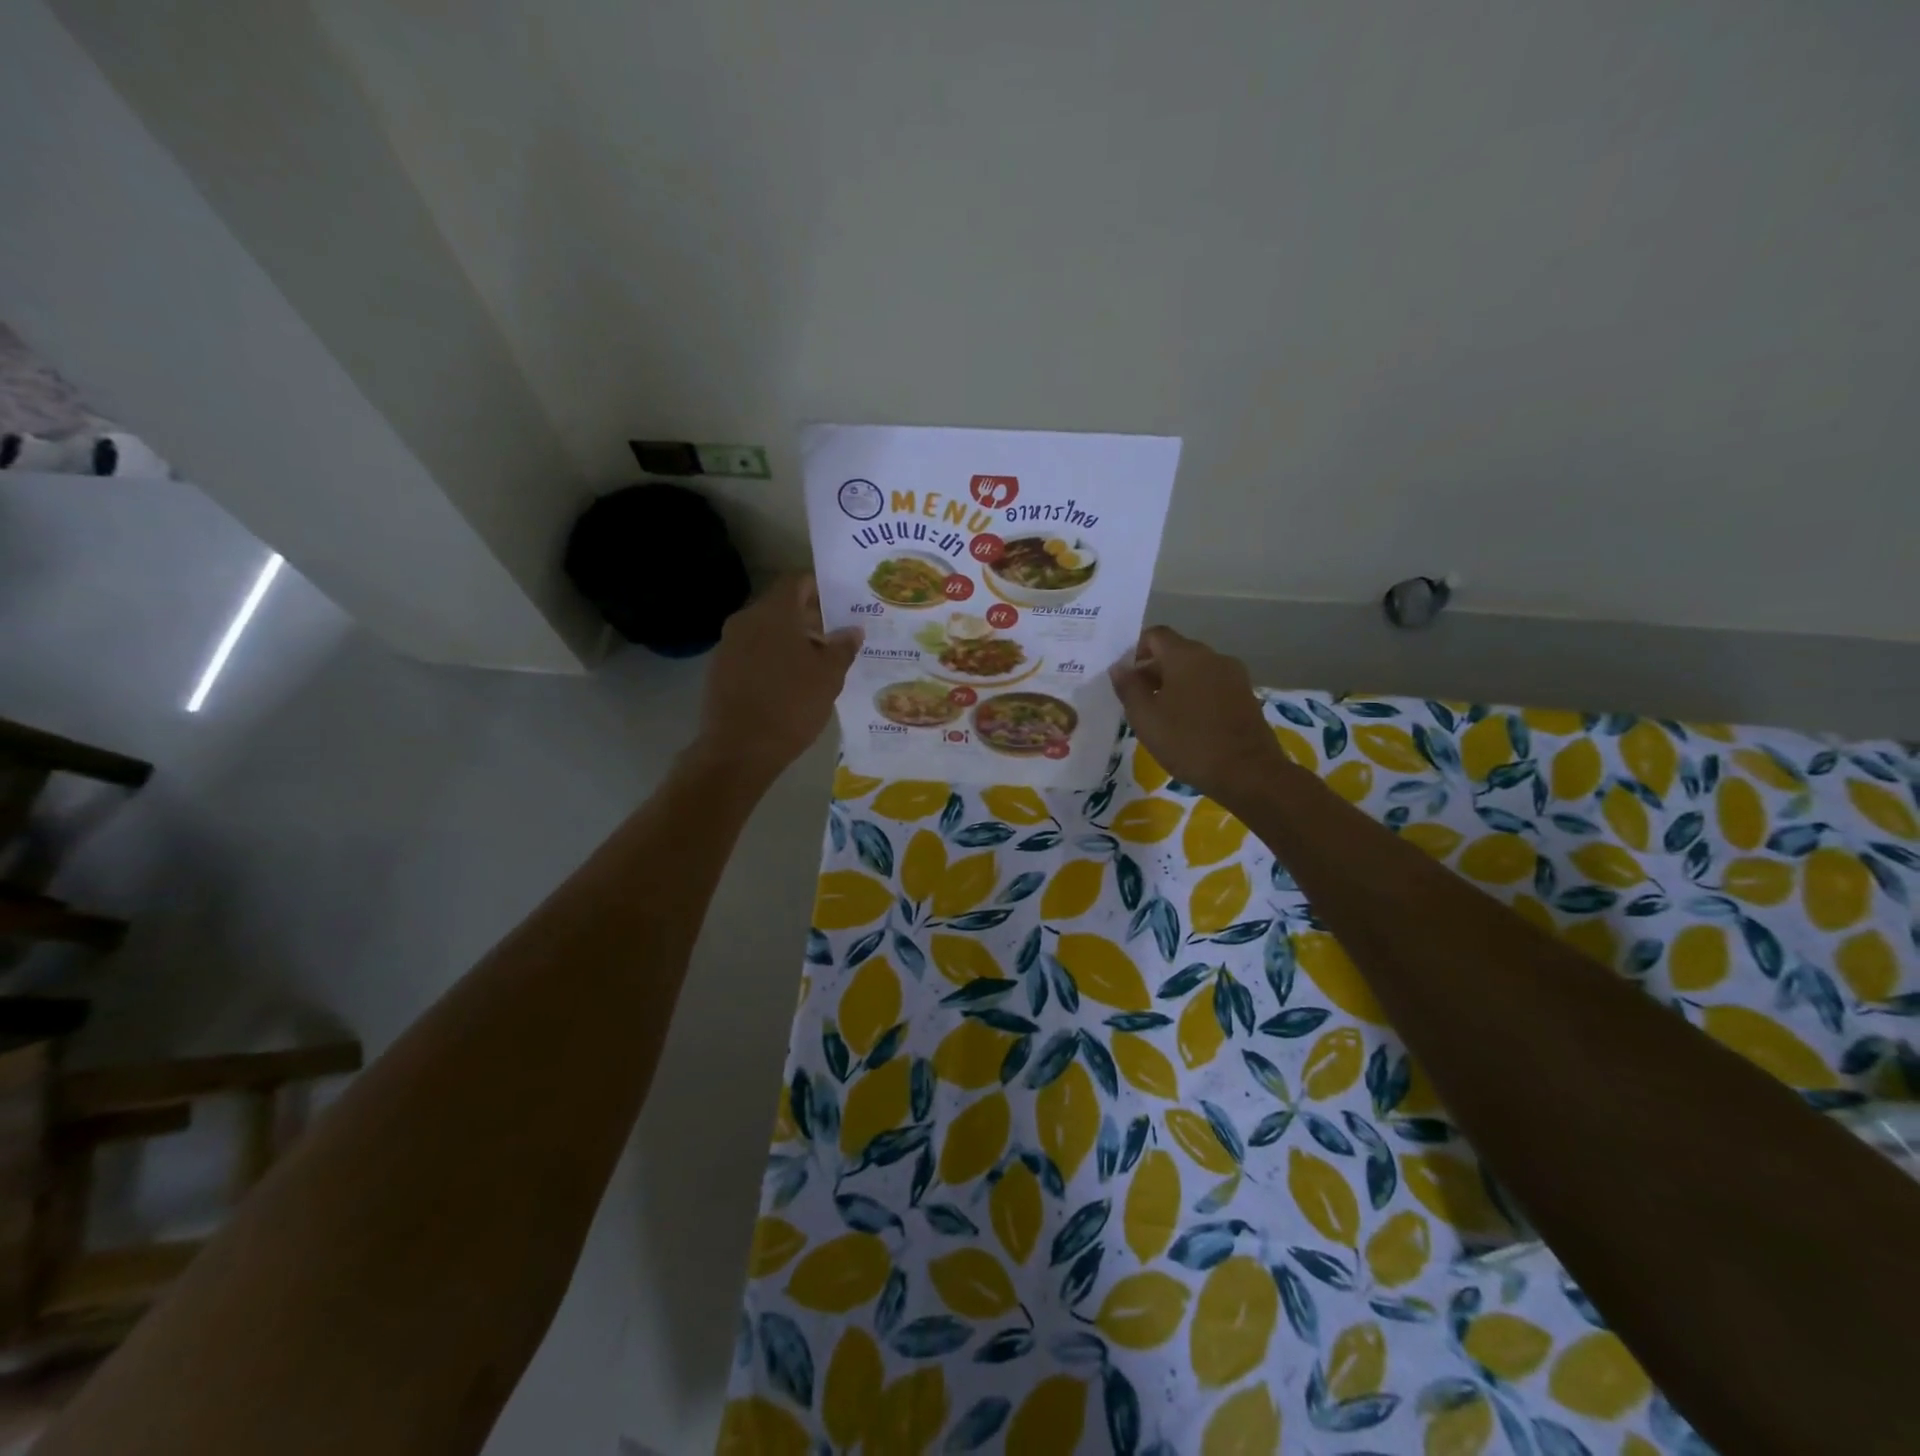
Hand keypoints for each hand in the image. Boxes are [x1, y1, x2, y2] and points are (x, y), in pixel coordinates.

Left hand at [695, 575, 861, 779]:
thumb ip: (842, 647)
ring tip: (819, 664)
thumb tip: (851, 630)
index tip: (842, 604)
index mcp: (773, 613)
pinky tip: (791, 682)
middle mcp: (746, 620)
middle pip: (781, 606)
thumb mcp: (829, 676)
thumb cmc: (791, 705)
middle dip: (810, 618)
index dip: (821, 588)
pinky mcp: (720, 669)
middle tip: (837, 637)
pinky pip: (753, 651)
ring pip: (766, 630)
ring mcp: (729, 644)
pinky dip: (774, 657)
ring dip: (792, 640)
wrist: (739, 750)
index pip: (797, 581)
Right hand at [1109, 627, 1284, 802]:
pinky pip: (1212, 686)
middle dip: (1153, 671)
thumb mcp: (1146, 718)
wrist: (1249, 773)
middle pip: (1176, 652)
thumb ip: (1129, 688)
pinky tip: (1187, 725)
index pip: (1155, 635)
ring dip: (1174, 685)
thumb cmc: (1189, 742)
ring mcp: (1234, 676)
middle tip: (1137, 701)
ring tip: (1161, 716)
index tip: (1124, 678)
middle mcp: (1212, 657)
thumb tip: (1119, 668)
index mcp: (1186, 655)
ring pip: (1195, 670)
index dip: (1135, 650)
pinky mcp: (1246, 696)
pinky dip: (1195, 696)